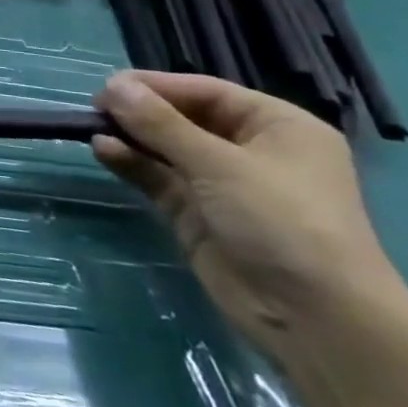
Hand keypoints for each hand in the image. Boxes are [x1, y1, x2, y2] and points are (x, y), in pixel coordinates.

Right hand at [93, 71, 406, 360]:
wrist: (316, 320)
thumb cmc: (283, 223)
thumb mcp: (219, 164)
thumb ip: (160, 124)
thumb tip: (112, 87)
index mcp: (276, 127)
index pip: (206, 92)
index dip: (157, 86)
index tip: (109, 86)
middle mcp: (250, 151)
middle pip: (183, 118)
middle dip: (140, 112)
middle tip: (94, 107)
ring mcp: (222, 185)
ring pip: (165, 149)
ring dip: (131, 137)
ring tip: (91, 128)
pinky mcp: (197, 215)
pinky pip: (158, 178)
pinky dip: (132, 163)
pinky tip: (104, 151)